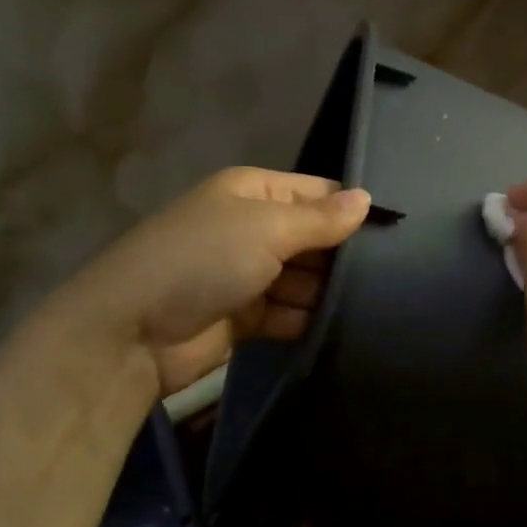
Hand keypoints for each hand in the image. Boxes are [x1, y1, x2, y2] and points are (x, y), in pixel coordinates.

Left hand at [48, 167, 369, 395]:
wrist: (129, 333)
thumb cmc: (202, 261)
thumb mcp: (266, 229)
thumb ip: (321, 219)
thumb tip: (368, 199)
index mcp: (253, 193)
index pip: (317, 193)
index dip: (352, 209)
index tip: (396, 234)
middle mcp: (252, 228)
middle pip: (313, 238)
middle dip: (344, 256)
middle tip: (395, 276)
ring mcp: (248, 274)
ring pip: (305, 279)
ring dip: (329, 293)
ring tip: (376, 306)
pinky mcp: (245, 317)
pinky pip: (289, 313)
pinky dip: (309, 321)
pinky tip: (342, 330)